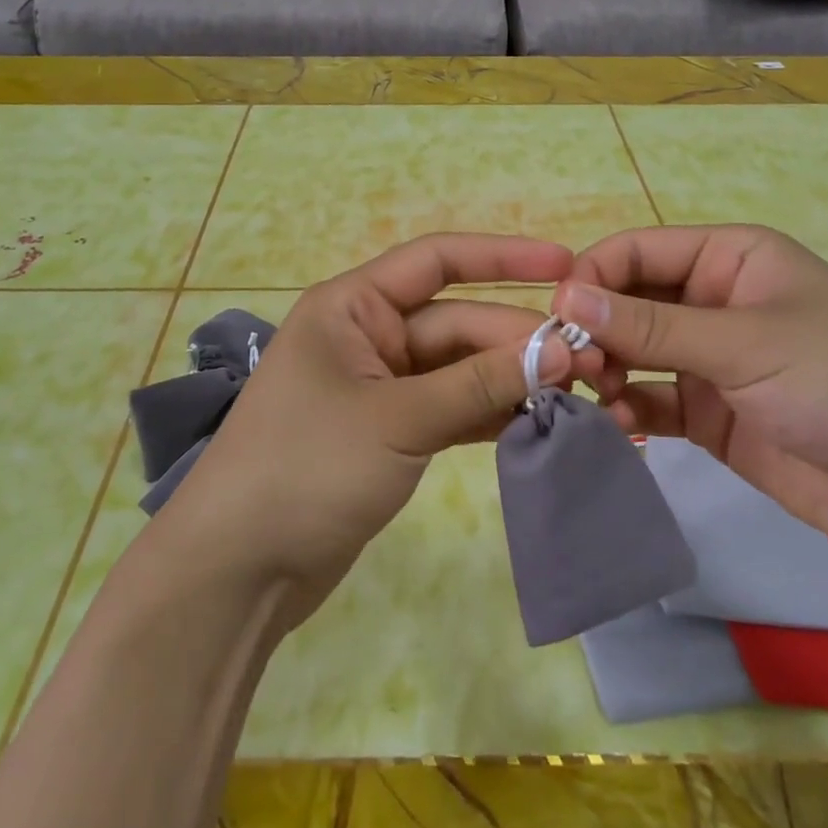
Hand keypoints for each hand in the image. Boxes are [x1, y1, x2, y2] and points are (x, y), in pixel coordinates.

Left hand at [157, 234, 600, 627]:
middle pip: (457, 323)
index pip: (436, 261)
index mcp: (352, 306)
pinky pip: (451, 408)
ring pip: (459, 369)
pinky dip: (490, 414)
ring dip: (511, 380)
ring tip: (578, 394)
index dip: (503, 257)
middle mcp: (367, 336)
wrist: (238, 570)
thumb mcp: (397, 419)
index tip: (566, 264)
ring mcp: (380, 387)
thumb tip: (558, 351)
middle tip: (589, 363)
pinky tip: (538, 423)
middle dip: (518, 340)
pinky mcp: (390, 433)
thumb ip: (478, 383)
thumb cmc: (305, 469)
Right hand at [556, 225, 827, 574]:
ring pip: (631, 350)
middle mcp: (712, 300)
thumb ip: (652, 325)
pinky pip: (648, 398)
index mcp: (730, 258)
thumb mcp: (748, 343)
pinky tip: (620, 425)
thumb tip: (565, 298)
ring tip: (600, 397)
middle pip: (627, 301)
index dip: (593, 277)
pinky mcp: (707, 412)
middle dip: (596, 329)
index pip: (637, 251)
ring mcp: (709, 359)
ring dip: (606, 369)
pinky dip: (627, 408)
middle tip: (574, 367)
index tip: (559, 318)